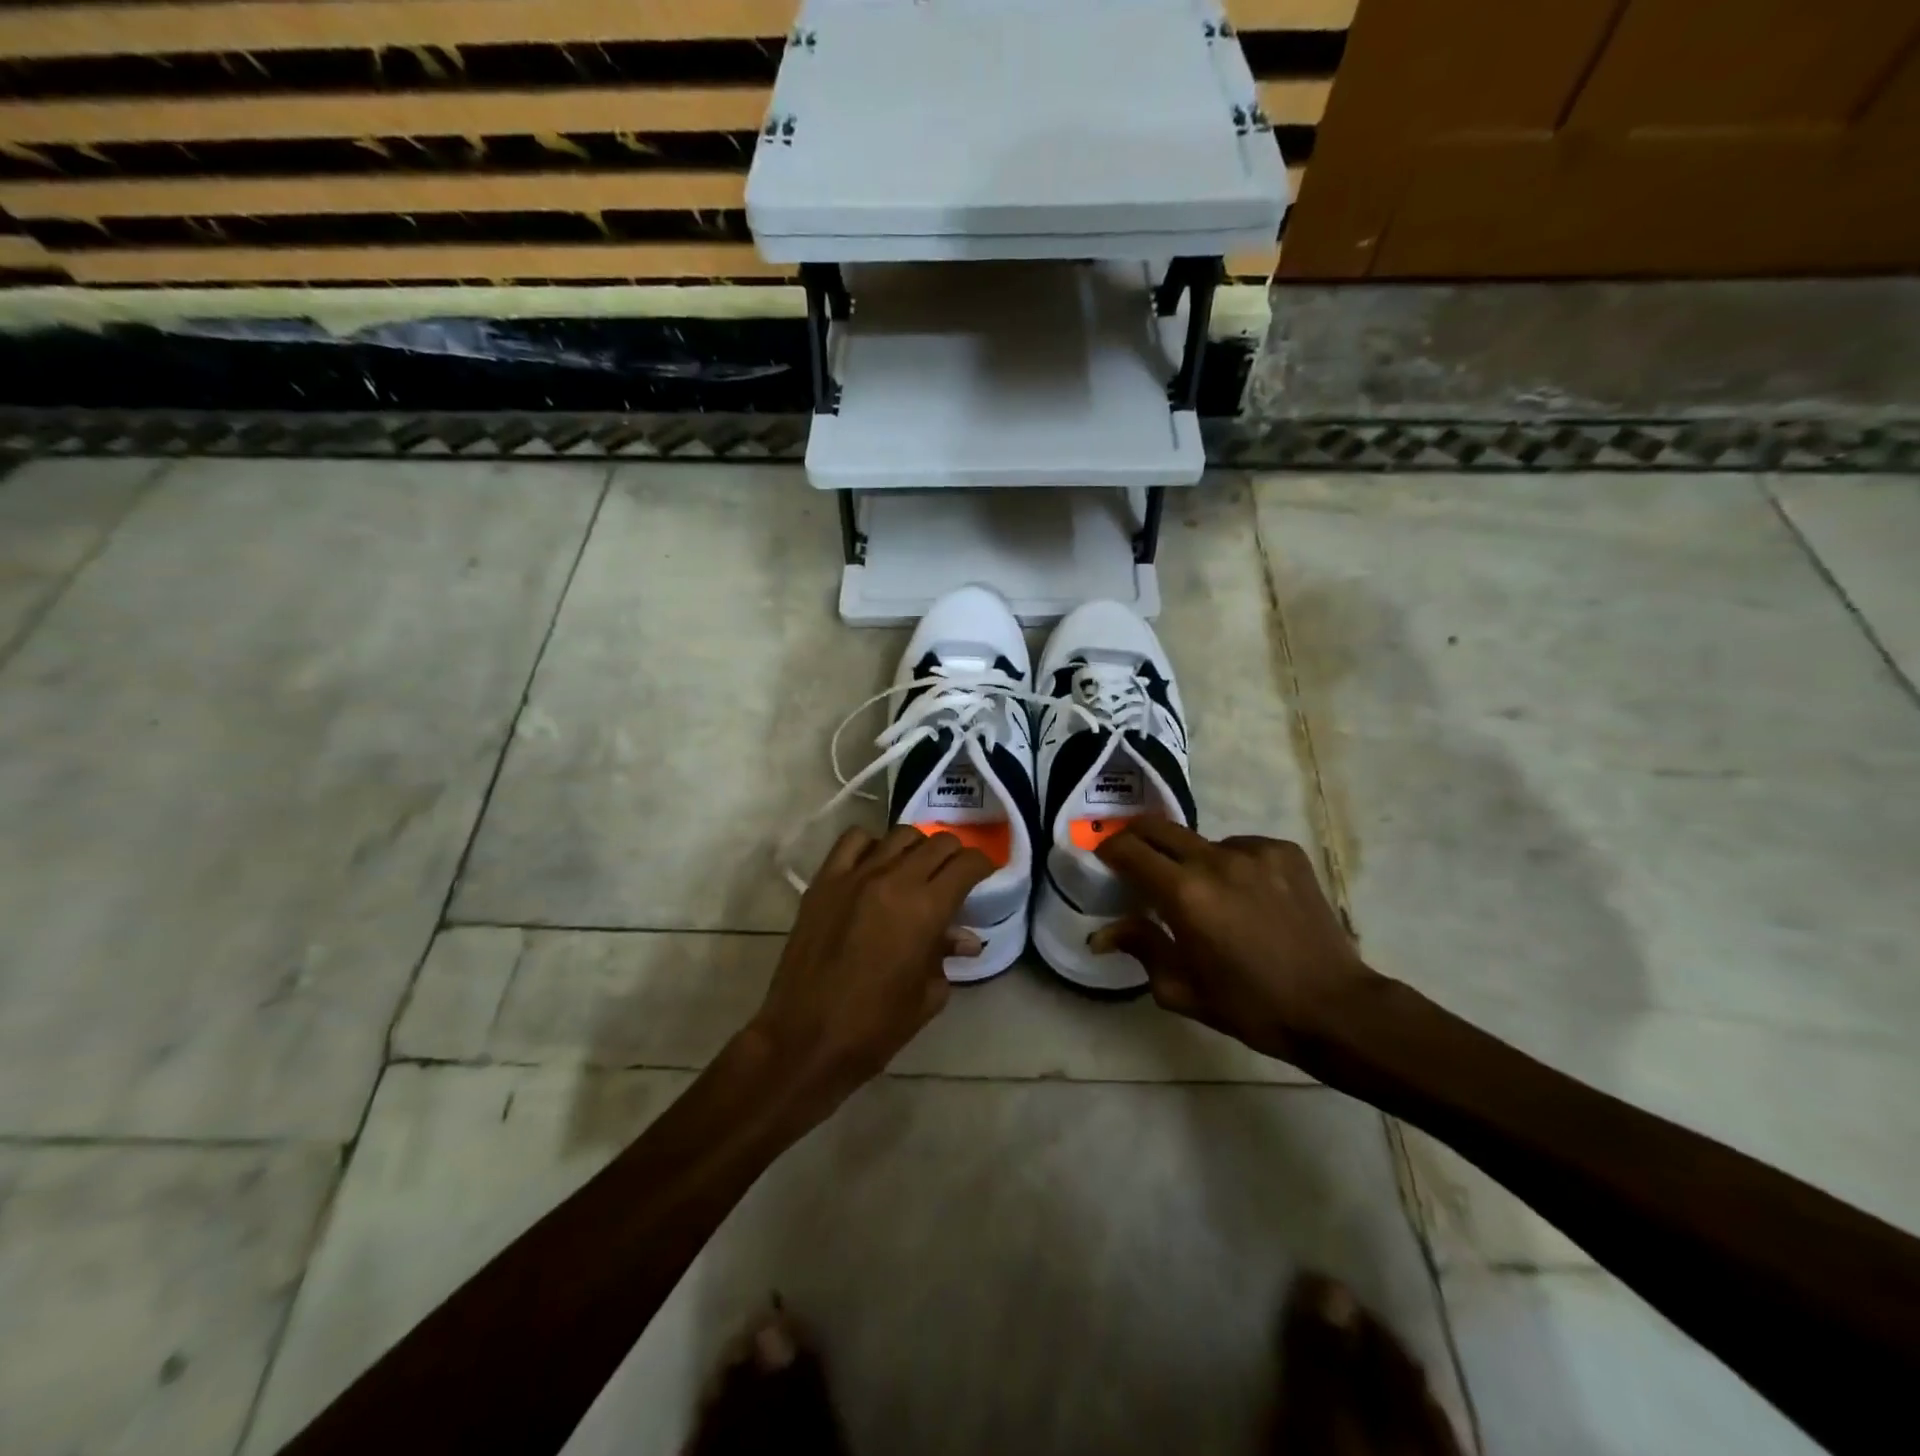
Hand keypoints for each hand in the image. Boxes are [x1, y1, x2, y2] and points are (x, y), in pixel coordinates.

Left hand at [748, 825, 992, 1118]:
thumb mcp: (927, 995)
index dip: (982, 866)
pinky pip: (853, 841)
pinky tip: (875, 865)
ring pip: (900, 835)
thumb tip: (964, 938)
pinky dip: (872, 844)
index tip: (985, 876)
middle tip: (955, 875)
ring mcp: (855, 876)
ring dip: (918, 847)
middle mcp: (894, 880)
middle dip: (955, 855)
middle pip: (938, 843)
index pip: (967, 864)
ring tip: (917, 868)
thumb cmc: (875, 1027)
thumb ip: (947, 955)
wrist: (805, 1038)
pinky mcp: (824, 881)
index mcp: (926, 909)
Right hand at [1091, 819, 1379, 1063]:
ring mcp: (1255, 852)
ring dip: (1190, 859)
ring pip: (1202, 842)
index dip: (1109, 849)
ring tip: (1204, 892)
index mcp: (1185, 894)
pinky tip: (1244, 895)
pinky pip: (1240, 848)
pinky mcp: (1285, 852)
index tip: (1103, 858)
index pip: (1130, 850)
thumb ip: (1140, 948)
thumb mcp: (1182, 989)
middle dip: (1137, 837)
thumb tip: (1101, 933)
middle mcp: (1216, 860)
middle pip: (1160, 828)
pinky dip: (1230, 865)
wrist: (1334, 1007)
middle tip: (1133, 856)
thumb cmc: (1250, 1005)